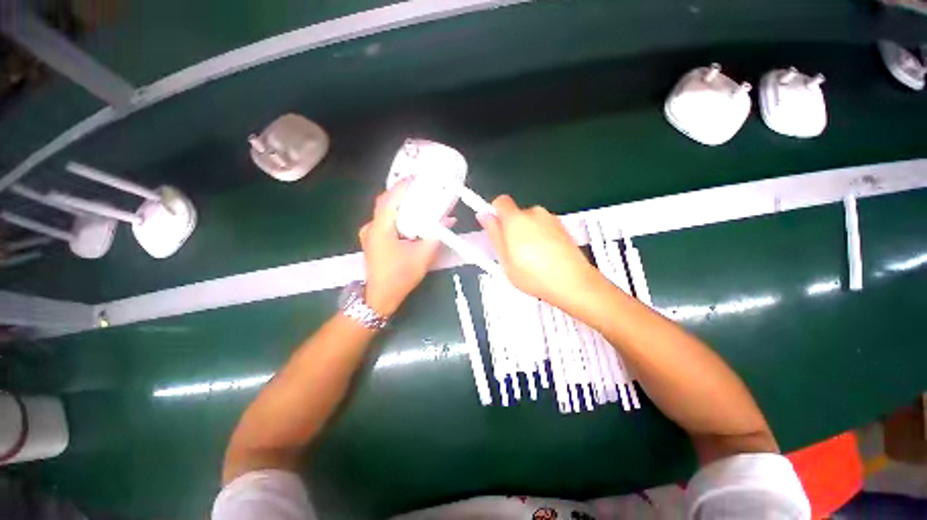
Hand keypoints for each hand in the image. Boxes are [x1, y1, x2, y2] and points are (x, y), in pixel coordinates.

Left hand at [359, 180, 444, 315]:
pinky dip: (398, 216)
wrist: (381, 297)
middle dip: (403, 192)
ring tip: (418, 201)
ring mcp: (369, 234)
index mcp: (381, 229)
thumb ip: (435, 235)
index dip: (403, 185)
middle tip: (421, 188)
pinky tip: (410, 219)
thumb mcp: (423, 256)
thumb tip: (447, 219)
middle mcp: (371, 227)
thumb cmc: (401, 277)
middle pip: (386, 202)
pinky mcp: (372, 240)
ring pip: (385, 212)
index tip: (419, 177)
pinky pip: (385, 221)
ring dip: (401, 204)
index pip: (390, 199)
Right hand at [478, 195, 602, 310]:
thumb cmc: (533, 274)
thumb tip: (484, 216)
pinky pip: (544, 227)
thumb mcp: (505, 258)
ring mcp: (551, 219)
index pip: (500, 201)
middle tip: (512, 251)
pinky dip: (541, 237)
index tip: (494, 227)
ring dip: (527, 233)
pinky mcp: (563, 227)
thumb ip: (493, 233)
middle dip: (511, 228)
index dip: (494, 213)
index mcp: (516, 219)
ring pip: (531, 221)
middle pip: (516, 213)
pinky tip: (544, 256)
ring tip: (530, 257)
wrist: (572, 282)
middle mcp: (535, 213)